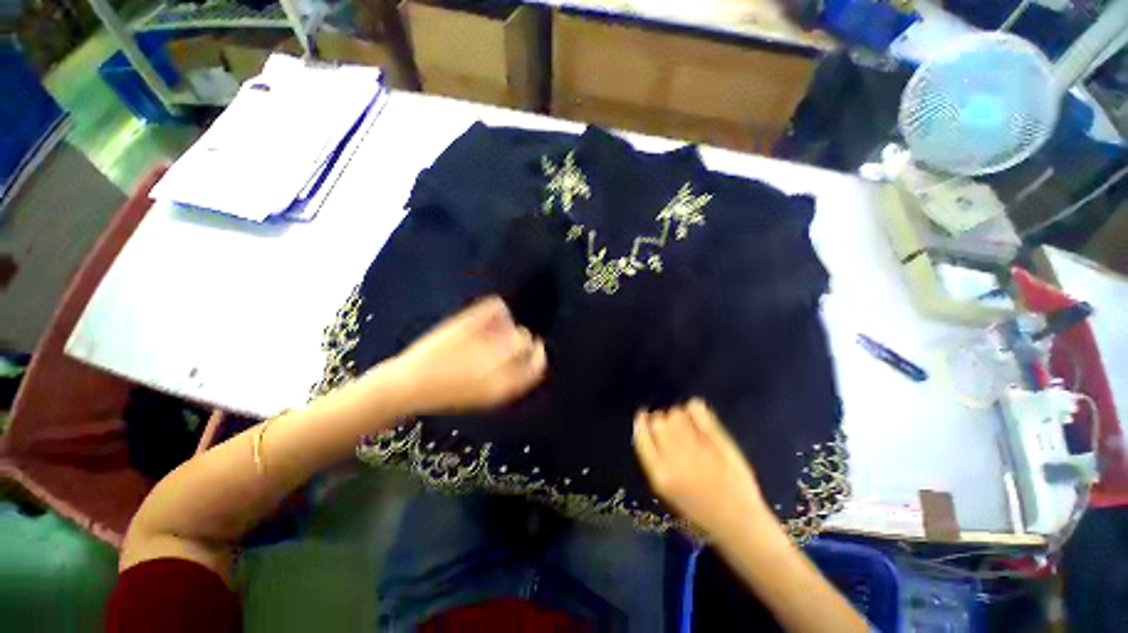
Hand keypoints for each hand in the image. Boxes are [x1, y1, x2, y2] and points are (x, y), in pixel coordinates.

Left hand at [389, 296, 547, 413]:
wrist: (407, 386)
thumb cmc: (446, 395)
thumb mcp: (486, 397)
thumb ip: (512, 379)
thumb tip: (529, 356)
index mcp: (505, 385)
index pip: (537, 365)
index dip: (539, 356)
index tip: (535, 350)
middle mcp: (498, 363)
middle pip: (526, 341)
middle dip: (522, 340)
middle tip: (508, 339)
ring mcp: (483, 341)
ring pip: (514, 325)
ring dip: (508, 327)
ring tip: (492, 331)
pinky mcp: (468, 323)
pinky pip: (496, 306)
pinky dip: (496, 309)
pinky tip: (486, 317)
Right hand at [633, 399, 773, 538]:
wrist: (739, 522)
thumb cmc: (700, 509)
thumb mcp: (668, 490)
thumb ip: (656, 459)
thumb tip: (648, 426)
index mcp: (659, 474)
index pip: (641, 436)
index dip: (641, 422)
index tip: (643, 415)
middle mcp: (675, 459)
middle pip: (658, 422)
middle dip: (662, 420)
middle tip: (673, 429)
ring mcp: (696, 447)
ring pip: (676, 413)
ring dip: (679, 416)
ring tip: (688, 427)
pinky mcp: (716, 439)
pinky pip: (696, 409)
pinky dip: (695, 408)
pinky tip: (698, 416)